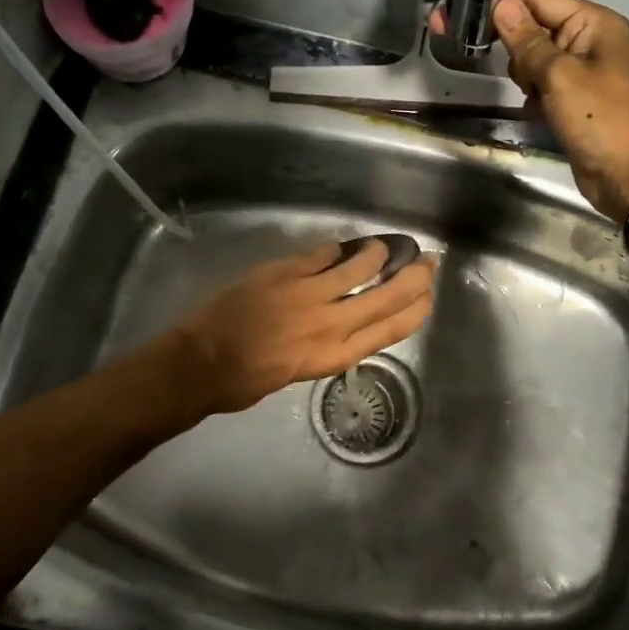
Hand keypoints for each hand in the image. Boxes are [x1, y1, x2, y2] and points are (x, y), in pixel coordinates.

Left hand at [170, 241, 435, 414]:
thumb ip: (325, 347)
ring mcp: (307, 295)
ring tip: (384, 248)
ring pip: (357, 268)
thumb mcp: (298, 374)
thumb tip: (343, 324)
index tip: (428, 296)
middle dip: (413, 278)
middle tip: (427, 263)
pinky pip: (320, 256)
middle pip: (384, 296)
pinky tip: (343, 247)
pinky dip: (336, 250)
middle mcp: (329, 324)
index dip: (415, 310)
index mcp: (333, 356)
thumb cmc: (245, 382)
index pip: (390, 330)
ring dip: (377, 255)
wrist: (200, 363)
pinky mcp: (284, 273)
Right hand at [480, 0, 628, 222]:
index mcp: (593, 23)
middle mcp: (588, 40)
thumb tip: (501, 4)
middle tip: (468, 43)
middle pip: (534, 24)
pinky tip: (534, 109)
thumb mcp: (560, 75)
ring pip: (534, 57)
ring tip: (529, 92)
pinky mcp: (574, 101)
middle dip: (508, 36)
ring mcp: (582, 72)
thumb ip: (528, 40)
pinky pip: (542, 84)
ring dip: (522, 71)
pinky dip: (533, 93)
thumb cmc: (600, 118)